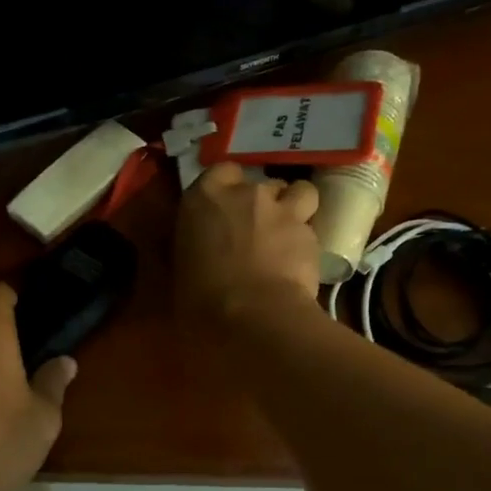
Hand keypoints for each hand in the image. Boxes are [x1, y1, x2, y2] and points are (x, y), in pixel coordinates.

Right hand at [175, 163, 321, 325]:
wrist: (256, 319)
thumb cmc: (201, 300)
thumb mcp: (179, 274)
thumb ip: (188, 251)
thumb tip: (191, 252)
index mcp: (206, 198)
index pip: (220, 172)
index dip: (225, 189)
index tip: (221, 212)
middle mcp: (247, 194)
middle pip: (260, 183)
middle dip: (258, 203)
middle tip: (251, 231)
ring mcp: (284, 211)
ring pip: (299, 192)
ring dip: (292, 208)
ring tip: (285, 235)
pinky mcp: (312, 236)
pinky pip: (310, 230)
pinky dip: (304, 243)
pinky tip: (297, 265)